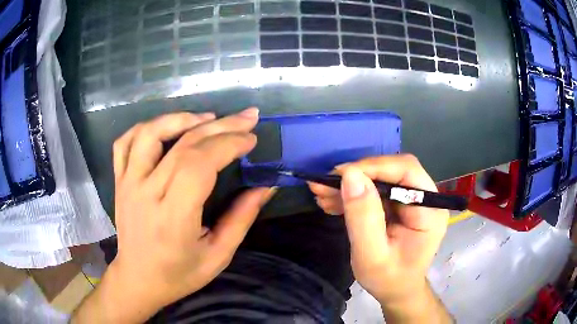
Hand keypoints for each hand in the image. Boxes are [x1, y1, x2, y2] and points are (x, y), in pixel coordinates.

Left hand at [74, 108, 273, 322]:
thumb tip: (266, 186)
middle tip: (247, 118)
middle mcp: (146, 194)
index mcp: (172, 218)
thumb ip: (242, 218)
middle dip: (220, 126)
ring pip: (149, 134)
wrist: (138, 279)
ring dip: (181, 118)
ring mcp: (128, 184)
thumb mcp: (218, 256)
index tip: (251, 139)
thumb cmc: (179, 274)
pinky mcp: (119, 181)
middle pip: (182, 146)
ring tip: (207, 118)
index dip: (228, 144)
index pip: (199, 166)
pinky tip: (166, 126)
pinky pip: (124, 142)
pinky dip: (146, 127)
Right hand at [309, 155, 448, 306]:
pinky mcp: (400, 206)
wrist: (396, 291)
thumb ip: (363, 217)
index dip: (374, 167)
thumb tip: (350, 175)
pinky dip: (353, 194)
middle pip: (393, 171)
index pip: (407, 170)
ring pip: (381, 178)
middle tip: (325, 184)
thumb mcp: (371, 255)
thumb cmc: (388, 279)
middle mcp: (426, 199)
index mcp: (430, 210)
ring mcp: (413, 201)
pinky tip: (333, 202)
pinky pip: (376, 191)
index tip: (340, 175)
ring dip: (351, 184)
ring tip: (322, 194)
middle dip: (357, 175)